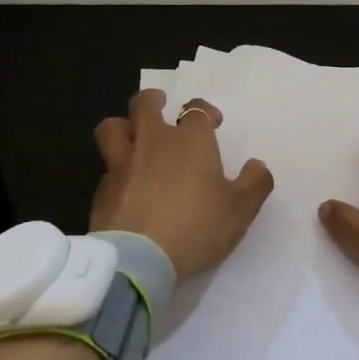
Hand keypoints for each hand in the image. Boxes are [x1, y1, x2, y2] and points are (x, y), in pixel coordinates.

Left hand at [90, 90, 274, 278]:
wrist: (139, 258)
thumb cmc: (197, 227)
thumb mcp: (240, 210)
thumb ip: (254, 183)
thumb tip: (257, 166)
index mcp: (190, 141)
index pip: (196, 110)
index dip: (204, 111)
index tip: (212, 122)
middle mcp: (152, 142)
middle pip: (145, 105)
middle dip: (154, 100)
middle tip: (161, 105)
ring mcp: (122, 163)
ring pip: (112, 127)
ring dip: (123, 125)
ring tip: (131, 134)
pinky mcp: (102, 189)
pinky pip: (106, 168)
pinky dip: (115, 169)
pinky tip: (123, 184)